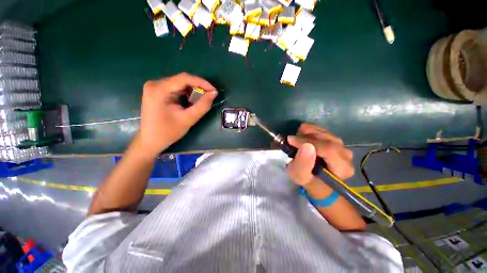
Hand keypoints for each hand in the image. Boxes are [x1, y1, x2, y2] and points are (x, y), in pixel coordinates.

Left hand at [138, 73, 216, 157]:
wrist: (150, 141)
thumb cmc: (168, 132)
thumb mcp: (188, 119)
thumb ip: (202, 106)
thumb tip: (214, 94)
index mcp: (159, 89)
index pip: (184, 79)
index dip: (202, 83)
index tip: (214, 91)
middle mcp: (155, 84)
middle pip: (182, 80)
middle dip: (198, 87)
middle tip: (210, 95)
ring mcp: (155, 87)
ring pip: (180, 83)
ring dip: (193, 90)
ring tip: (204, 98)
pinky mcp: (157, 92)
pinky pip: (176, 88)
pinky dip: (187, 93)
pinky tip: (192, 100)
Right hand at [287, 123, 353, 185]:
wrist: (315, 178)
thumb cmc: (307, 180)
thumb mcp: (300, 176)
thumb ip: (302, 164)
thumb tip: (306, 145)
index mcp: (342, 167)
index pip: (328, 149)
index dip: (307, 142)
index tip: (290, 140)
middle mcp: (346, 154)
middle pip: (325, 138)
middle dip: (305, 137)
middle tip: (292, 142)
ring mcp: (342, 145)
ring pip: (322, 131)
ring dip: (305, 134)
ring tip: (297, 143)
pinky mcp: (335, 139)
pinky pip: (320, 129)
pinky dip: (308, 131)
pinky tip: (303, 139)